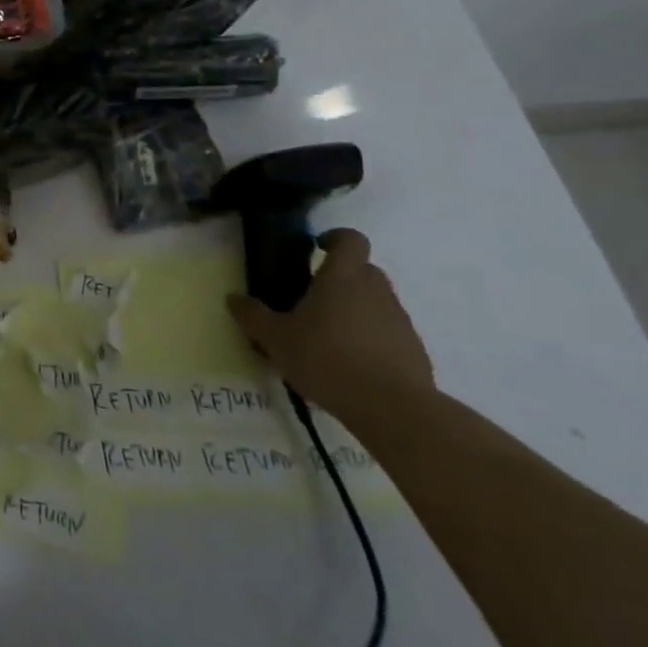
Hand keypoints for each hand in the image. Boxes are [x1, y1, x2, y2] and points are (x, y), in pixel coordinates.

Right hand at [226, 227, 433, 419]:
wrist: (393, 409)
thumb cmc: (327, 359)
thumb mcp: (276, 339)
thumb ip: (253, 316)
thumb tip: (233, 298)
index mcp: (342, 277)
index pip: (350, 239)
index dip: (335, 238)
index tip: (317, 248)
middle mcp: (375, 290)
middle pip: (362, 270)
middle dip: (340, 279)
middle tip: (313, 300)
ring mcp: (399, 319)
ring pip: (376, 301)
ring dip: (355, 310)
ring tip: (330, 338)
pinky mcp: (414, 350)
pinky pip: (389, 332)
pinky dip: (372, 339)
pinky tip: (353, 365)